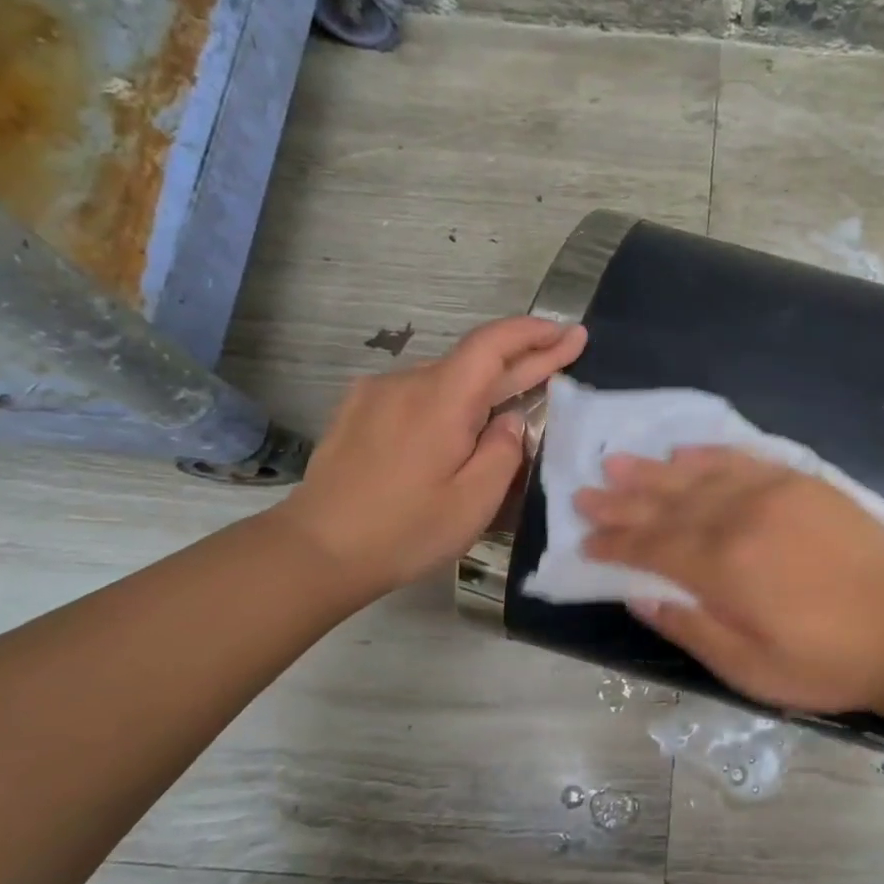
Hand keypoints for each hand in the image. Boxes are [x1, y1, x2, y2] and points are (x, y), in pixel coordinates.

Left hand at [279, 316, 586, 596]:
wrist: (315, 551)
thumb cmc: (403, 532)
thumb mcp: (473, 503)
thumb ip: (503, 452)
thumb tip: (509, 419)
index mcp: (441, 400)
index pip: (493, 344)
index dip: (535, 333)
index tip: (569, 332)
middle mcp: (407, 382)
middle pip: (473, 360)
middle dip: (523, 359)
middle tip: (564, 353)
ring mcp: (377, 393)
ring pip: (444, 380)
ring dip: (482, 387)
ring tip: (510, 408)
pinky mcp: (357, 410)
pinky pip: (416, 394)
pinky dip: (447, 402)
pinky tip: (454, 428)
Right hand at [575, 447, 883, 714]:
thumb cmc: (826, 661)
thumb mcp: (750, 669)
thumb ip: (690, 627)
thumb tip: (638, 593)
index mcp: (724, 568)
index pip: (653, 547)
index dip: (615, 543)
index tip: (584, 540)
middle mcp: (740, 519)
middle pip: (668, 506)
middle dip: (622, 501)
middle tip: (584, 492)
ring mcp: (773, 493)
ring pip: (699, 476)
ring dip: (655, 470)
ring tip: (618, 462)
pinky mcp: (802, 482)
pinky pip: (745, 459)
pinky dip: (710, 454)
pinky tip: (685, 450)